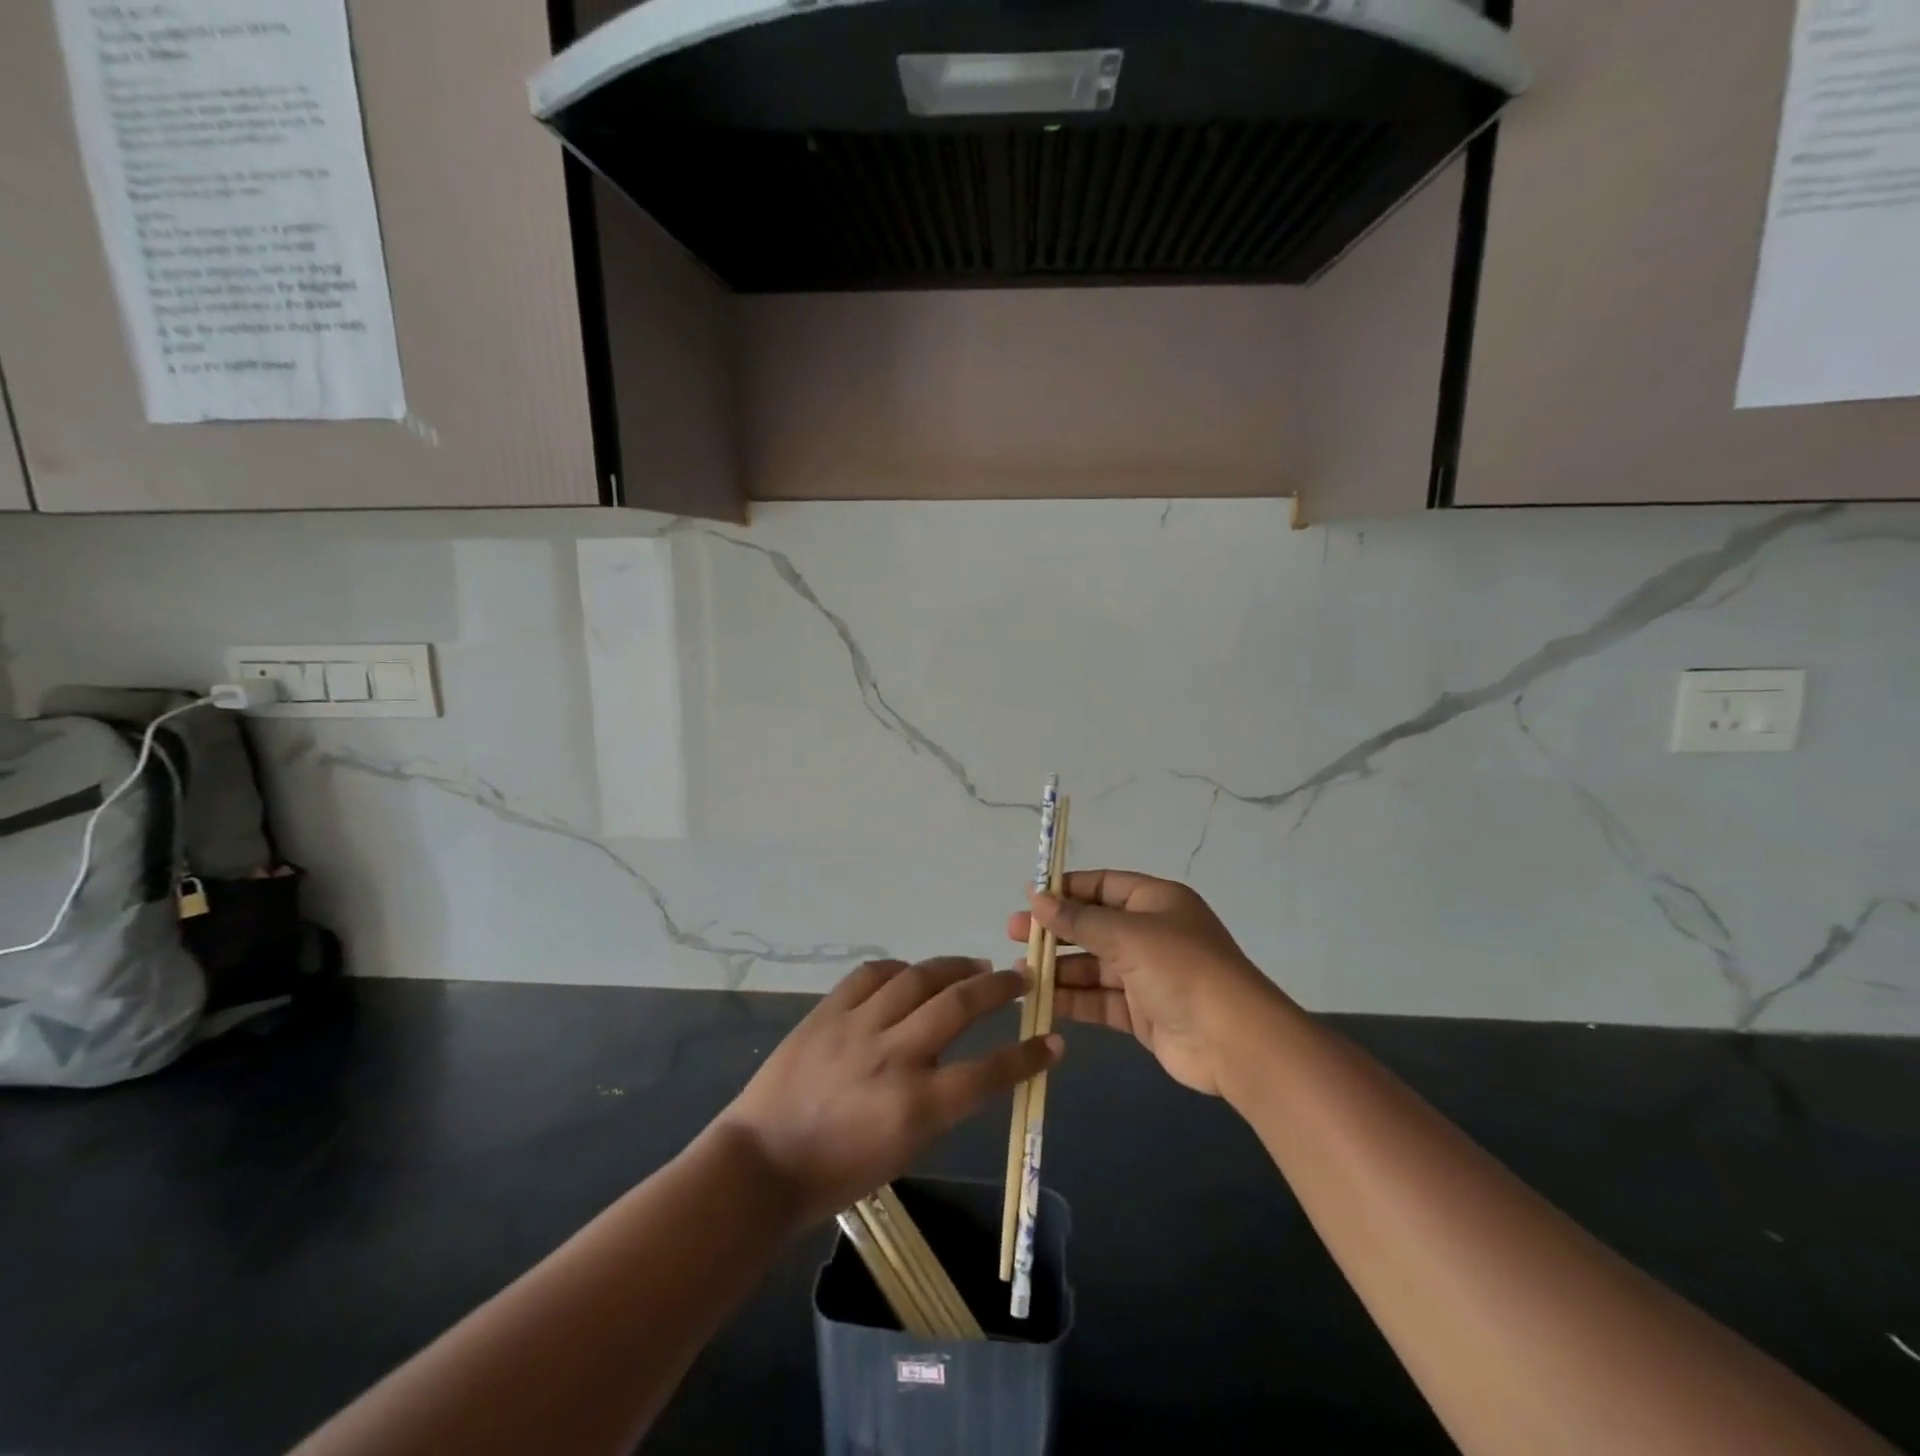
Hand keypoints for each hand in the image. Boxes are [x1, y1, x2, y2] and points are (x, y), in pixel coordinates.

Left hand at [717, 958, 1060, 1225]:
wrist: (762, 1162)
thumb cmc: (836, 1174)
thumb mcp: (903, 1150)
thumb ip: (937, 1104)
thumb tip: (961, 1065)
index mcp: (916, 1107)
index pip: (989, 1072)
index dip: (1028, 1055)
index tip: (1053, 1042)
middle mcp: (893, 1057)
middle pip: (959, 1005)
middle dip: (999, 988)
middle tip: (1020, 978)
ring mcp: (857, 1027)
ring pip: (919, 978)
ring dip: (954, 967)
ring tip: (975, 965)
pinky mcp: (828, 1011)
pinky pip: (872, 974)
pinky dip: (899, 969)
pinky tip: (911, 973)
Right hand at [1008, 870, 1280, 1096]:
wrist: (1232, 1040)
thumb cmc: (1180, 968)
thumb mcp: (1127, 934)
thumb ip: (1078, 919)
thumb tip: (1036, 897)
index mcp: (1155, 901)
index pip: (1102, 885)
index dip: (1066, 890)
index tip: (1029, 897)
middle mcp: (1151, 933)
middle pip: (1093, 926)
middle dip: (1055, 931)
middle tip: (1012, 934)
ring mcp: (1147, 975)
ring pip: (1093, 965)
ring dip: (1058, 967)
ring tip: (1019, 971)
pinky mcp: (1142, 1013)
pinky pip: (1100, 999)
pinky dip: (1073, 999)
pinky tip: (1041, 1000)